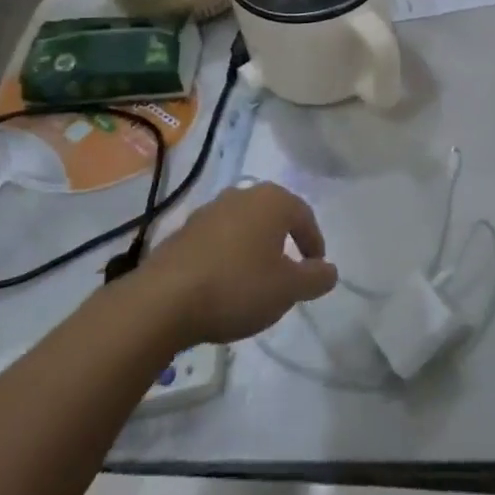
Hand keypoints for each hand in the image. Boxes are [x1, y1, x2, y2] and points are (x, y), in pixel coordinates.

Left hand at [139, 184, 337, 344]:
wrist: (165, 299)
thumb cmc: (237, 287)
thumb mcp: (287, 289)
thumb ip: (315, 278)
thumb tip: (330, 270)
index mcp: (272, 200)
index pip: (304, 216)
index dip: (313, 243)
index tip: (316, 269)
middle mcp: (242, 195)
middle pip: (273, 215)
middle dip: (283, 240)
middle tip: (289, 271)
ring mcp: (209, 210)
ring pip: (244, 225)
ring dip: (254, 247)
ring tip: (256, 279)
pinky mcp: (184, 230)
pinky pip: (218, 239)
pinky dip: (228, 255)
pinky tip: (223, 282)